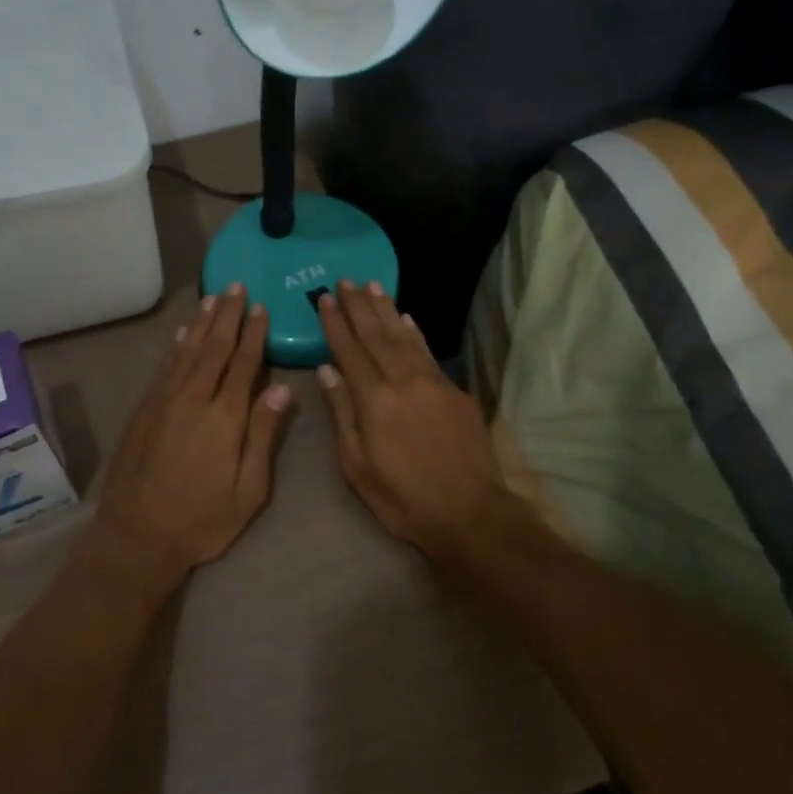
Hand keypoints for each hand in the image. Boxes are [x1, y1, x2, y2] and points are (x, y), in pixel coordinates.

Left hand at [92, 285, 293, 588]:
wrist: (136, 536)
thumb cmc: (201, 520)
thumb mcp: (248, 490)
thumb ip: (264, 435)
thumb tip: (282, 388)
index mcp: (224, 417)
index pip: (243, 363)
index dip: (254, 334)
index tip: (261, 307)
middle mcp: (193, 398)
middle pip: (214, 347)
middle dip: (228, 315)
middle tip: (237, 286)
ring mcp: (164, 401)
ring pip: (187, 350)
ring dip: (202, 323)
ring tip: (214, 298)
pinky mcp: (144, 409)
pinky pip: (164, 366)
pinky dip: (176, 345)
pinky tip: (182, 333)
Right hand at [316, 281, 529, 556]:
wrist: (469, 512)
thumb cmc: (403, 497)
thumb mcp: (357, 466)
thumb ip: (342, 414)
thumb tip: (326, 371)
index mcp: (374, 399)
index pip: (349, 350)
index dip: (335, 323)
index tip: (323, 298)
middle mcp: (403, 380)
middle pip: (376, 334)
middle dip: (358, 306)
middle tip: (344, 281)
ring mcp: (433, 382)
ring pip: (404, 336)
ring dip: (386, 309)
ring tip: (372, 286)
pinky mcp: (455, 391)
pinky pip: (428, 352)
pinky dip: (414, 332)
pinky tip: (406, 318)